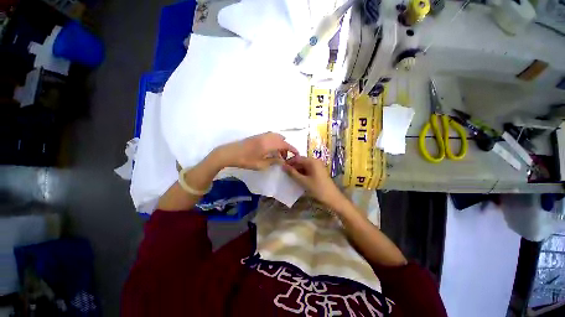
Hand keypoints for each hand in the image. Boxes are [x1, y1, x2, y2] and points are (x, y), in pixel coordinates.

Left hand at [214, 132, 298, 169]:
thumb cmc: (245, 160)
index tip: (297, 154)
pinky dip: (274, 141)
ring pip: (276, 136)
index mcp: (269, 144)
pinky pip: (270, 136)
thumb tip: (282, 160)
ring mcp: (262, 135)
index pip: (285, 145)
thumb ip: (273, 161)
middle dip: (286, 147)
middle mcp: (267, 137)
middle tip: (284, 157)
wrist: (230, 153)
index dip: (292, 149)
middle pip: (282, 139)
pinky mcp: (258, 136)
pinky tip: (271, 149)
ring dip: (280, 144)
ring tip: (278, 154)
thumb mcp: (261, 164)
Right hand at [282, 156, 346, 208]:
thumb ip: (292, 173)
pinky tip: (297, 178)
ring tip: (289, 176)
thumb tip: (283, 166)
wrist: (332, 198)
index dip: (289, 162)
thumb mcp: (303, 181)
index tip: (281, 168)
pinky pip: (308, 169)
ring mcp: (318, 166)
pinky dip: (302, 173)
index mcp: (312, 161)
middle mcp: (315, 161)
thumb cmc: (317, 188)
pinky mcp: (319, 171)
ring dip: (297, 170)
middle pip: (301, 161)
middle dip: (293, 166)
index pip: (297, 158)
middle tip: (284, 173)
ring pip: (304, 165)